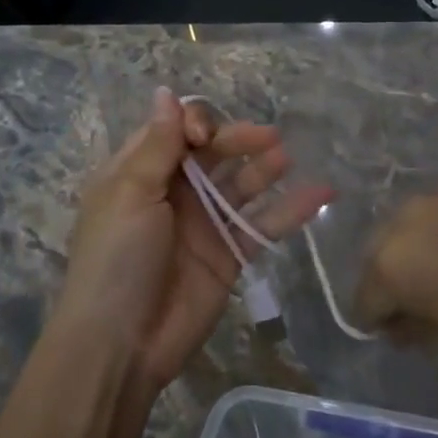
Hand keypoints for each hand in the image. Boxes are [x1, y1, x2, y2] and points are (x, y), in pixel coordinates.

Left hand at [57, 88, 332, 396]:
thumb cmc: (117, 258)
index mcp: (142, 171)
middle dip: (239, 140)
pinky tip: (320, 194)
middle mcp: (175, 191)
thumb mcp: (130, 193)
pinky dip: (291, 209)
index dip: (197, 124)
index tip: (207, 139)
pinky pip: (263, 224)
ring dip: (265, 167)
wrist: (121, 345)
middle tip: (270, 138)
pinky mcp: (230, 255)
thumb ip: (157, 145)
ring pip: (242, 184)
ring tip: (287, 156)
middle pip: (214, 153)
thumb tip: (166, 92)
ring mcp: (205, 223)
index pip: (176, 130)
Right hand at [355, 169, 437, 382]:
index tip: (406, 334)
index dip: (379, 322)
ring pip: (416, 220)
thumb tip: (409, 321)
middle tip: (432, 303)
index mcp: (396, 265)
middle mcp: (410, 216)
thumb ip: (419, 338)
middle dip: (394, 278)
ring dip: (424, 245)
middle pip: (382, 251)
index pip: (364, 298)